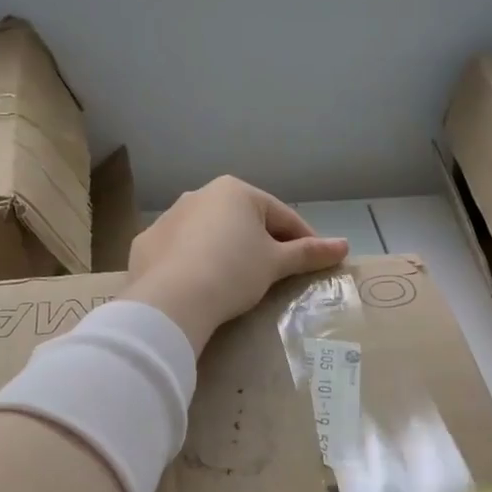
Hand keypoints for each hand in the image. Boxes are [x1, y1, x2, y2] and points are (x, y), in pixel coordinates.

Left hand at [125, 177, 348, 351]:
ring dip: (226, 250)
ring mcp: (169, 218)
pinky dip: (193, 263)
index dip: (304, 239)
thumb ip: (309, 253)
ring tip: (237, 281)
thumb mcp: (276, 264)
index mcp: (235, 192)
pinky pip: (180, 251)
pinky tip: (200, 285)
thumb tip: (344, 246)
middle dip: (262, 243)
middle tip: (277, 272)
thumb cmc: (233, 272)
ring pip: (209, 234)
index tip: (317, 260)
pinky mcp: (146, 244)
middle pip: (243, 221)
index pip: (281, 215)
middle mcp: (199, 195)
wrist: (173, 300)